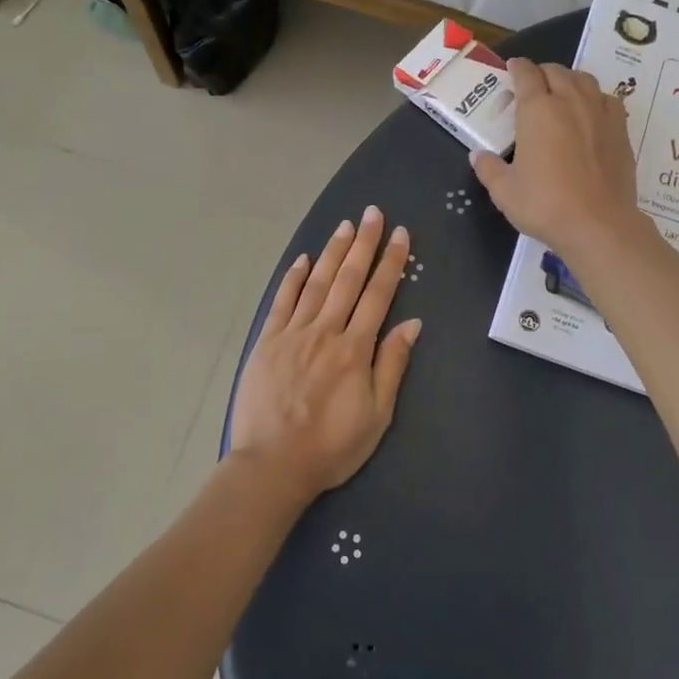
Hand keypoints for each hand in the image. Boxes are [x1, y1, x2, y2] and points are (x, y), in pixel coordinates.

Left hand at [230, 206, 421, 499]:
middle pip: (348, 279)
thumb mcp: (377, 415)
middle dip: (363, 244)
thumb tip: (411, 324)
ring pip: (317, 283)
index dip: (390, 262)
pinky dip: (294, 278)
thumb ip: (392, 365)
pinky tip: (304, 259)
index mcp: (355, 349)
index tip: (399, 234)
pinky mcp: (267, 342)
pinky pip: (282, 302)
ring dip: (333, 252)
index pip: (378, 295)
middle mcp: (325, 331)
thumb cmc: (332, 446)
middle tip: (373, 213)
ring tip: (345, 226)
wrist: (273, 465)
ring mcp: (293, 334)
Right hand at [471, 58, 640, 260]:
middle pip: (556, 71)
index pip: (526, 74)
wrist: (598, 224)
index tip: (512, 69)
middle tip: (532, 86)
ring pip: (584, 79)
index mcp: (537, 110)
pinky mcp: (621, 129)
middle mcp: (570, 101)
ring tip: (561, 93)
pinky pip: (607, 99)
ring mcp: (599, 113)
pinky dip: (595, 97)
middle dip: (541, 73)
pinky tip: (590, 112)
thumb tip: (478, 156)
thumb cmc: (545, 205)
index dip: (517, 68)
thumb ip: (489, 169)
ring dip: (569, 80)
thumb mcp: (504, 191)